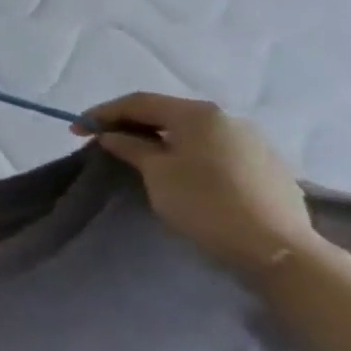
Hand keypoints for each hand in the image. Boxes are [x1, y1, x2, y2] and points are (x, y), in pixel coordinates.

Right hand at [75, 93, 322, 276]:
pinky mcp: (264, 164)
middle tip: (101, 140)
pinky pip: (212, 147)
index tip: (76, 130)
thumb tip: (112, 135)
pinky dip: (185, 150)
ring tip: (135, 154)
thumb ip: (131, 147)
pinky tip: (175, 167)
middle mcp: (228, 118)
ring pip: (192, 131)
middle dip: (130, 123)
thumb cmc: (205, 203)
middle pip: (167, 113)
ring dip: (158, 137)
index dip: (103, 113)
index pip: (140, 102)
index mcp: (199, 114)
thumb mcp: (157, 173)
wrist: (275, 247)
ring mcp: (252, 140)